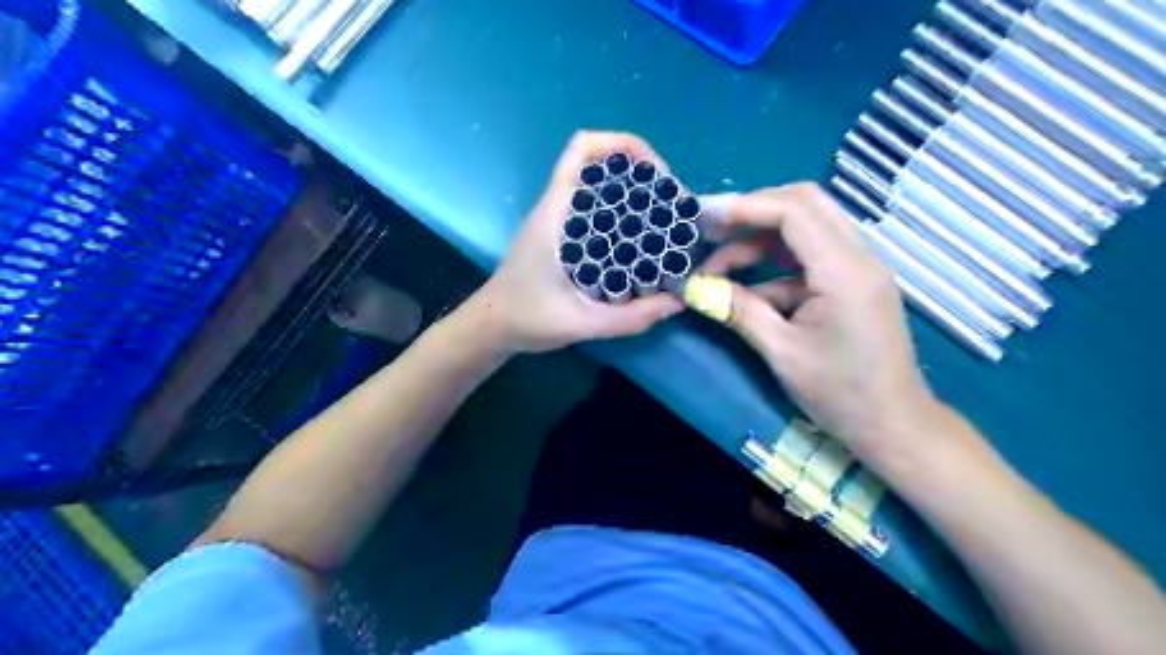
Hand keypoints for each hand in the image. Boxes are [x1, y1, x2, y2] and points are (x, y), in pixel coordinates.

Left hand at [466, 131, 683, 351]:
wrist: (491, 327)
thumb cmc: (526, 319)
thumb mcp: (581, 323)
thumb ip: (629, 318)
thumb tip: (677, 302)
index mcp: (555, 214)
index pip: (582, 149)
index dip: (623, 146)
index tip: (657, 175)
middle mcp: (556, 208)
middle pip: (598, 164)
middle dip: (639, 174)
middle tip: (670, 205)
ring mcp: (557, 221)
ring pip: (598, 188)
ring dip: (631, 194)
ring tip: (664, 220)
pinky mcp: (560, 236)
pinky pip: (595, 212)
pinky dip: (621, 216)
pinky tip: (640, 243)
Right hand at [701, 182, 934, 460]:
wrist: (893, 424)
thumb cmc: (840, 394)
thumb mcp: (781, 352)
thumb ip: (738, 311)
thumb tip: (695, 288)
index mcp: (844, 271)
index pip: (794, 211)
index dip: (744, 207)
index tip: (703, 217)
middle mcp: (858, 256)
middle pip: (804, 204)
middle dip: (752, 211)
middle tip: (710, 229)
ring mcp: (857, 267)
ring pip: (806, 227)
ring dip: (759, 239)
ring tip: (717, 267)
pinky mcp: (851, 282)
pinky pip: (808, 257)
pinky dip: (773, 265)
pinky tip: (744, 290)